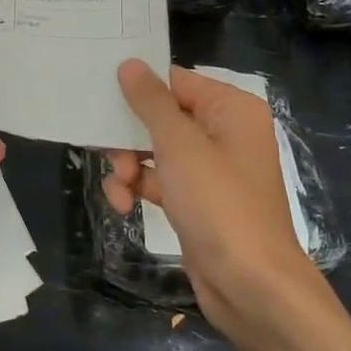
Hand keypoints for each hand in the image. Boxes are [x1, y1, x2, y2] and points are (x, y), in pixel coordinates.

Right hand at [102, 60, 309, 330]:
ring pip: (154, 150)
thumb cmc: (219, 204)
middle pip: (161, 116)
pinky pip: (159, 180)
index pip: (175, 81)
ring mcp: (210, 169)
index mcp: (230, 109)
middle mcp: (223, 132)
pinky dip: (138, 187)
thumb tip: (130, 64)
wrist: (251, 286)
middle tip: (109, 153)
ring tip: (119, 186)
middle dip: (129, 135)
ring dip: (128, 165)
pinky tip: (122, 204)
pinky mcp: (197, 200)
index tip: (99, 93)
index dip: (138, 87)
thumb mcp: (180, 146)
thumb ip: (151, 102)